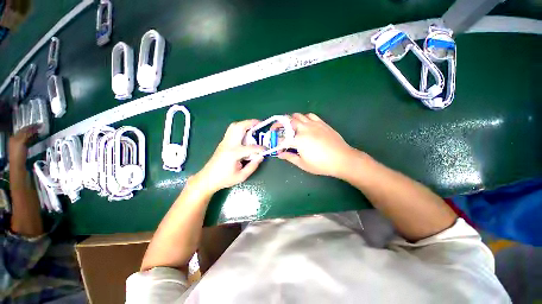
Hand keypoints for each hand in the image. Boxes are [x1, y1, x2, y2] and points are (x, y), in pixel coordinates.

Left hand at [9, 125, 38, 167]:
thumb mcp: (21, 142)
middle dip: (32, 129)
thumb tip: (35, 128)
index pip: (24, 129)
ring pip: (27, 136)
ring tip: (39, 132)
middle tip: (40, 127)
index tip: (39, 124)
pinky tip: (36, 138)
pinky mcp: (24, 149)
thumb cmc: (18, 154)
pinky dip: (32, 139)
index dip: (31, 126)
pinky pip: (28, 141)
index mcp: (14, 137)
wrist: (18, 167)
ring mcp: (20, 145)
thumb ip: (27, 135)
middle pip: (25, 132)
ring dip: (33, 134)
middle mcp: (16, 140)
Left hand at [195, 120, 264, 192]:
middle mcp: (229, 144)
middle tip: (260, 124)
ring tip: (253, 127)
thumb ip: (253, 166)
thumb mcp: (241, 176)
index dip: (261, 148)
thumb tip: (261, 156)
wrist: (207, 178)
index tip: (266, 150)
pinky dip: (240, 128)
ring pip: (234, 126)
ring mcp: (224, 142)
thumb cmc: (224, 179)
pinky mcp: (223, 142)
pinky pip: (232, 130)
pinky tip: (245, 134)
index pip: (251, 147)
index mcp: (234, 153)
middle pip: (240, 127)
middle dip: (251, 123)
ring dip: (245, 124)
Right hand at [278, 113, 359, 177]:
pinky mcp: (321, 123)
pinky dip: (304, 118)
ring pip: (298, 115)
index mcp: (298, 140)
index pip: (282, 139)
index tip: (277, 148)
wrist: (342, 159)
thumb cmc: (321, 164)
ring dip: (291, 120)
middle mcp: (304, 128)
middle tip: (277, 130)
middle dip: (279, 124)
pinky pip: (310, 115)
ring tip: (290, 127)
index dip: (277, 144)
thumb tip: (280, 154)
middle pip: (287, 121)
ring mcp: (313, 124)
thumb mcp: (303, 164)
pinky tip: (305, 124)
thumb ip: (289, 157)